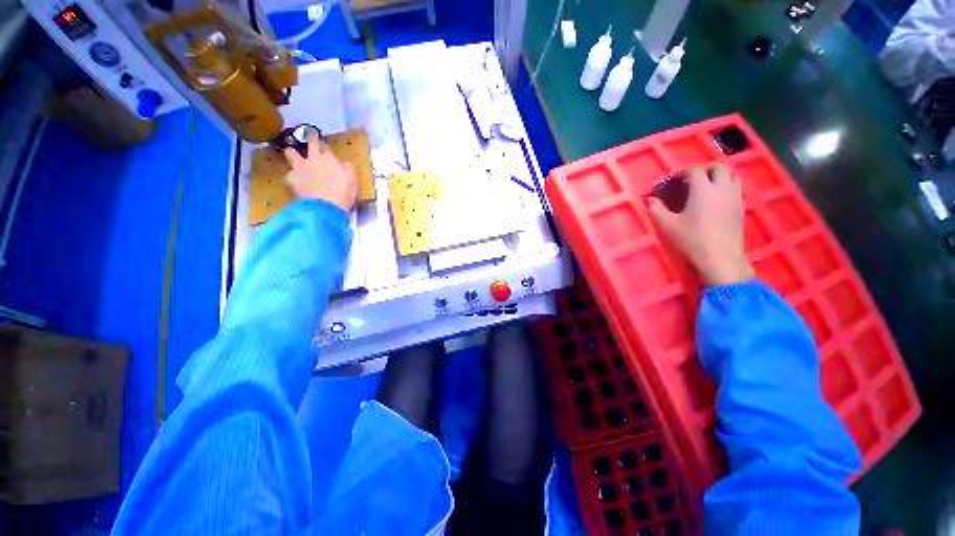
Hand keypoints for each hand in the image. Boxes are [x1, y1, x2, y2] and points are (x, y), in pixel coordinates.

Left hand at [283, 131, 357, 212]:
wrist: (325, 207)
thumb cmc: (343, 194)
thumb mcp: (352, 181)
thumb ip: (349, 169)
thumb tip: (346, 163)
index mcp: (329, 159)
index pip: (325, 146)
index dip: (325, 145)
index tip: (324, 145)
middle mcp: (313, 158)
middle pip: (309, 142)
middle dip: (309, 138)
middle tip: (309, 136)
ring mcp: (300, 167)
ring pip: (291, 152)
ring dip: (292, 153)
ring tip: (292, 155)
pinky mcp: (290, 177)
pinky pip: (289, 173)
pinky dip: (292, 176)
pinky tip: (295, 182)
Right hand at [648, 166, 754, 285]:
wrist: (720, 259)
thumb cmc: (691, 239)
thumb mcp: (666, 225)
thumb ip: (655, 209)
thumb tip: (649, 199)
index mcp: (703, 189)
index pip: (694, 170)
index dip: (681, 172)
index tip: (671, 181)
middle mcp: (722, 188)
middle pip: (718, 168)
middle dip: (703, 171)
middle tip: (689, 182)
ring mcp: (735, 198)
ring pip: (731, 177)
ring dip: (717, 177)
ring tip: (704, 189)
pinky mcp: (741, 209)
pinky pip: (735, 189)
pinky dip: (725, 188)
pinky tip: (714, 201)